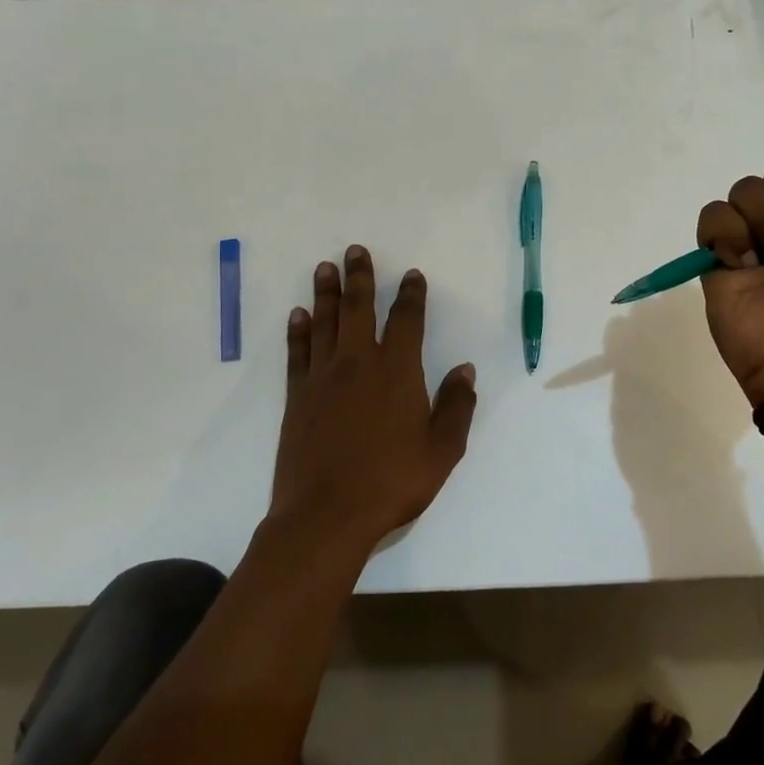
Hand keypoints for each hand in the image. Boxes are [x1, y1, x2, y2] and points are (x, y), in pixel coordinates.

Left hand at [270, 245, 478, 551]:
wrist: (327, 514)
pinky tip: (298, 314)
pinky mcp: (298, 396)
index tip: (410, 274)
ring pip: (325, 322)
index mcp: (397, 370)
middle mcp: (358, 362)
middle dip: (360, 277)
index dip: (410, 295)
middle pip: (359, 308)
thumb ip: (456, 406)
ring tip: (325, 267)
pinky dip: (298, 330)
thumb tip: (465, 369)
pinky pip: (298, 351)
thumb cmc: (392, 481)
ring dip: (325, 292)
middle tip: (354, 250)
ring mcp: (323, 377)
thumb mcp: (442, 449)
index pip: (407, 320)